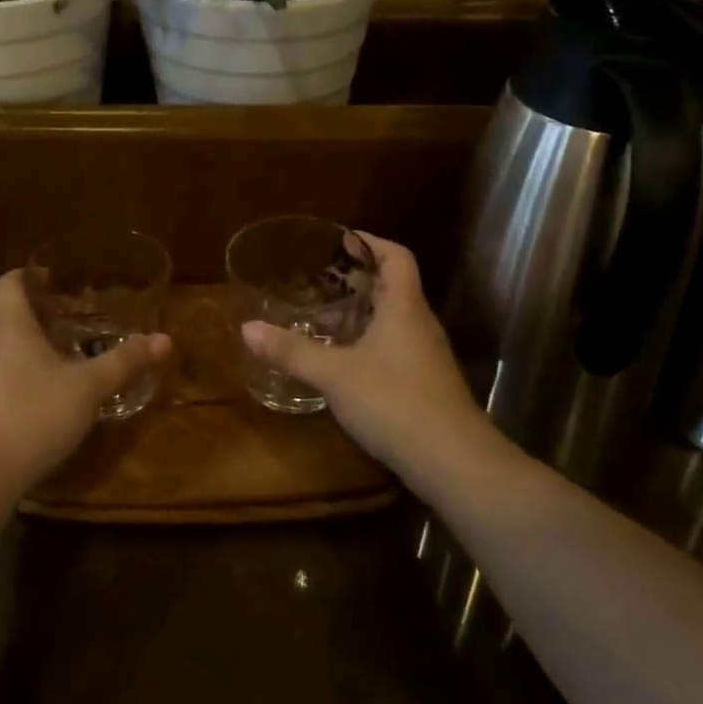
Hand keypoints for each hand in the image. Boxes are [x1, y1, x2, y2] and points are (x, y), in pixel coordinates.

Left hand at [0, 269, 171, 503]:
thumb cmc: (34, 415)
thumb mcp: (89, 388)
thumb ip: (125, 361)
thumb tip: (164, 340)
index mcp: (8, 324)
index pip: (9, 282)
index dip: (30, 275)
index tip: (56, 279)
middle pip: (9, 315)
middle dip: (40, 315)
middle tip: (75, 320)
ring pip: (3, 347)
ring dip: (31, 347)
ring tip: (66, 358)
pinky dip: (20, 375)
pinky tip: (45, 397)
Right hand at [241, 233, 486, 475]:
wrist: (455, 463)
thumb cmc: (395, 402)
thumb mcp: (335, 375)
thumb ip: (292, 351)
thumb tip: (247, 329)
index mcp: (404, 306)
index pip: (396, 256)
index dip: (370, 242)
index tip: (339, 240)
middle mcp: (419, 323)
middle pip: (394, 285)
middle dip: (358, 277)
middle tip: (318, 277)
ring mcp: (426, 355)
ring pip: (394, 317)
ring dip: (363, 310)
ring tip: (323, 313)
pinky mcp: (426, 383)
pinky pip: (395, 345)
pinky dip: (369, 340)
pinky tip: (344, 358)